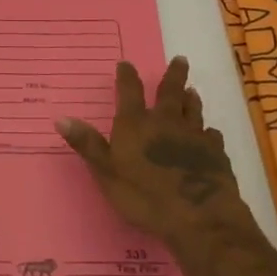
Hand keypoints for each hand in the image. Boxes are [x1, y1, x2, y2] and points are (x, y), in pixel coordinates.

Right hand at [57, 58, 257, 252]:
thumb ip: (87, 145)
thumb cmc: (146, 196)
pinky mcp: (215, 153)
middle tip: (180, 60)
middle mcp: (166, 122)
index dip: (127, 76)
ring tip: (192, 90)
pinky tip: (210, 134)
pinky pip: (212, 136)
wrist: (199, 216)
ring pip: (193, 110)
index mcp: (136, 124)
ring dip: (191, 99)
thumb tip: (61, 118)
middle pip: (170, 92)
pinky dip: (209, 132)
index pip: (129, 91)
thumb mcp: (107, 173)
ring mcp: (193, 136)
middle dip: (173, 75)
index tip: (126, 63)